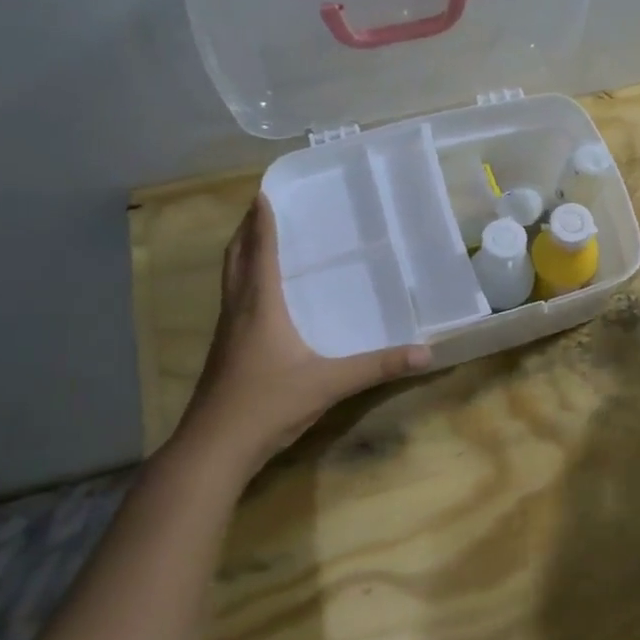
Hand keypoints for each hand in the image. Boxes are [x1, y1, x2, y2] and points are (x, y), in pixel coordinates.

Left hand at [174, 196, 430, 472]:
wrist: (213, 448)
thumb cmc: (268, 404)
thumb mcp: (329, 384)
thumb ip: (377, 367)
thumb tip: (425, 353)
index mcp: (260, 306)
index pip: (261, 252)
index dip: (263, 221)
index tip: (264, 191)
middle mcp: (238, 310)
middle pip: (236, 258)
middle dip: (246, 230)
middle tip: (259, 208)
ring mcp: (226, 333)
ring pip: (230, 280)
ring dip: (241, 254)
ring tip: (257, 240)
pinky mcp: (223, 352)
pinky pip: (232, 301)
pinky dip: (242, 283)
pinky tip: (258, 298)